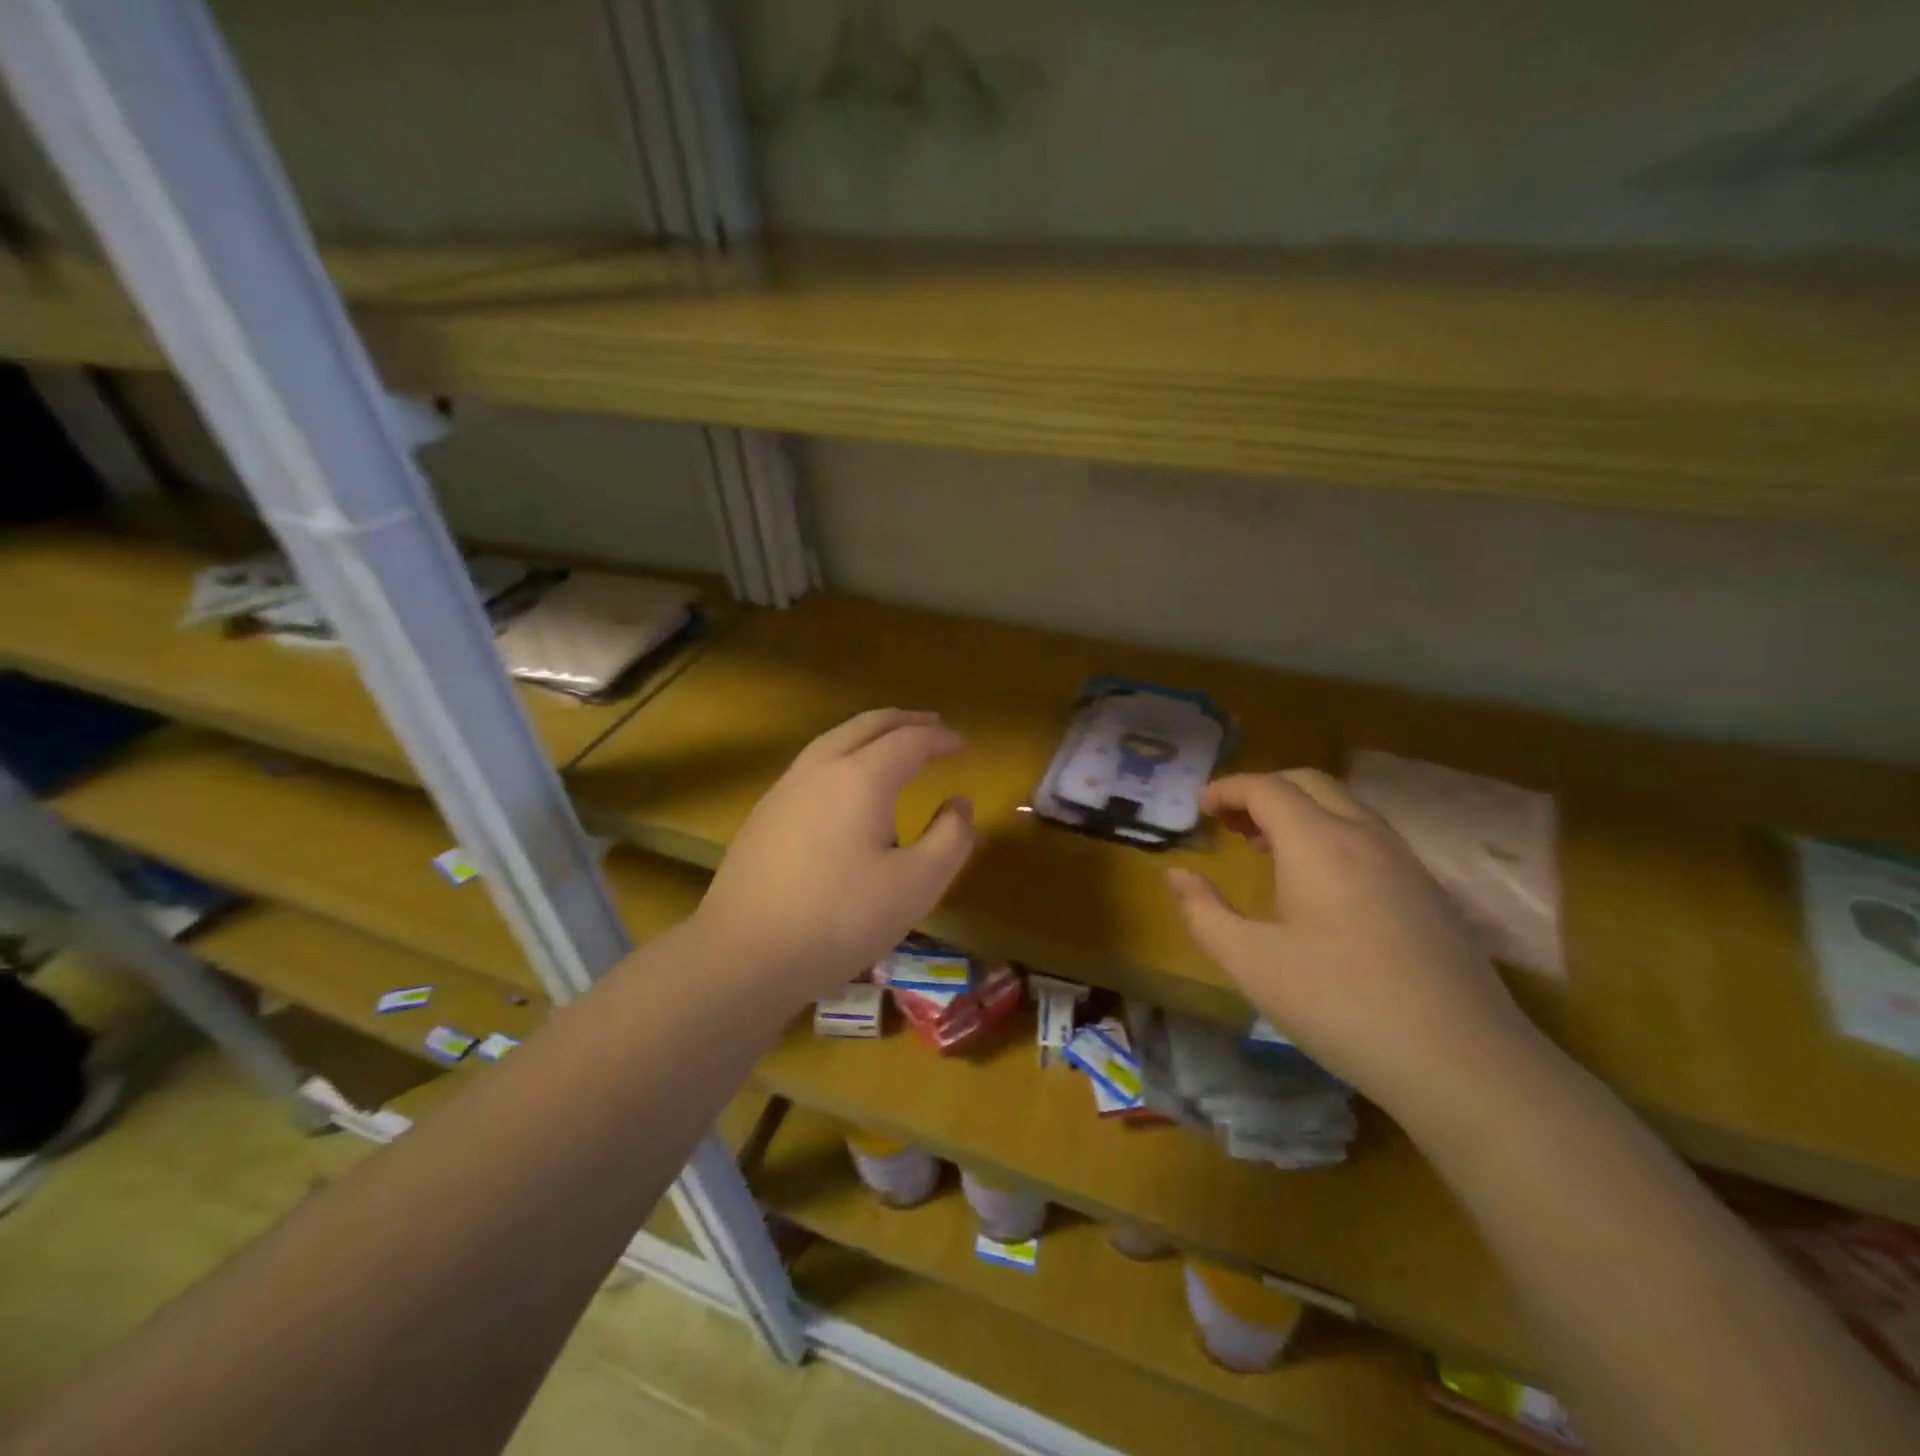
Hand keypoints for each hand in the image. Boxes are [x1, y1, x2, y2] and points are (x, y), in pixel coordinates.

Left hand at [693, 709, 974, 999]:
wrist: (744, 954)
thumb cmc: (840, 919)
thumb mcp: (917, 885)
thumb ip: (950, 839)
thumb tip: (960, 804)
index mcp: (861, 778)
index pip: (909, 740)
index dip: (939, 738)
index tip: (963, 744)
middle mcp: (820, 768)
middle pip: (866, 725)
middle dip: (903, 721)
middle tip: (931, 724)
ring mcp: (785, 788)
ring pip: (833, 739)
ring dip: (869, 734)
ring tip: (891, 744)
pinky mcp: (763, 813)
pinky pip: (812, 763)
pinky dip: (842, 754)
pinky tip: (844, 784)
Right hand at [1167, 770, 1543, 1114]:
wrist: (1463, 1061)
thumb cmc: (1340, 1004)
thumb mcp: (1251, 963)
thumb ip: (1204, 912)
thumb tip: (1176, 875)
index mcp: (1317, 842)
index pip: (1266, 788)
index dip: (1227, 789)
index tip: (1199, 809)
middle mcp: (1364, 835)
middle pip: (1308, 782)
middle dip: (1262, 791)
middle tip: (1230, 823)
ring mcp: (1404, 861)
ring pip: (1344, 806)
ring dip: (1299, 811)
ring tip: (1267, 849)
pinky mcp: (1429, 891)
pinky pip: (1369, 835)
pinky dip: (1331, 833)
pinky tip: (1320, 885)